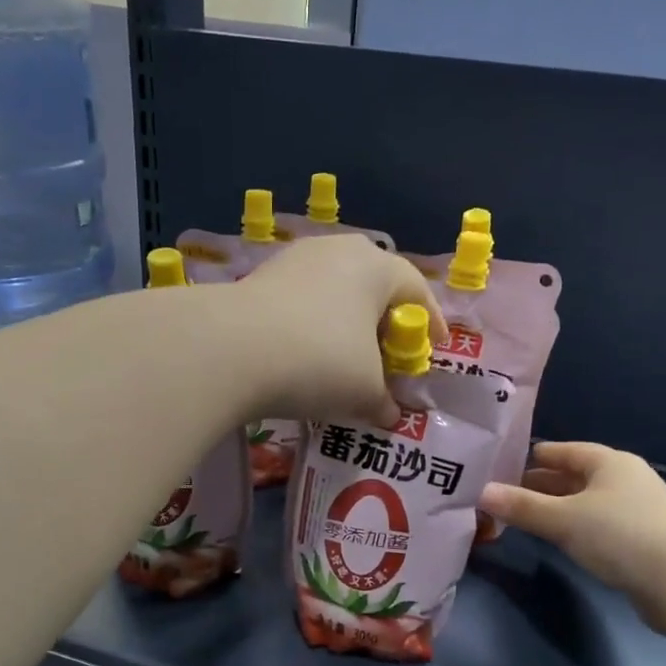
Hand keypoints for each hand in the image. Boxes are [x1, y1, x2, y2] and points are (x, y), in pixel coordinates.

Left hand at [234, 235, 445, 424]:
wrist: (230, 350)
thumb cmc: (320, 360)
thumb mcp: (364, 391)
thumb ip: (384, 401)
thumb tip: (389, 414)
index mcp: (377, 266)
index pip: (417, 290)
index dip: (431, 323)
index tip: (434, 349)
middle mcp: (338, 251)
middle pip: (374, 286)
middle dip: (385, 322)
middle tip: (388, 355)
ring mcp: (295, 260)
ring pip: (334, 292)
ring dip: (345, 324)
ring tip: (345, 358)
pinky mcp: (260, 278)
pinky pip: (302, 302)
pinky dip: (312, 326)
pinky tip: (305, 355)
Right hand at [478, 442, 665, 631]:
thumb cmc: (620, 535)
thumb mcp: (562, 519)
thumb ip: (521, 506)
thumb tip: (481, 493)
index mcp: (610, 463)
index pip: (565, 451)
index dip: (535, 457)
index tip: (505, 466)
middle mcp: (626, 480)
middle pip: (576, 477)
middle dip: (542, 485)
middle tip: (507, 495)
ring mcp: (639, 511)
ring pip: (588, 502)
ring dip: (559, 508)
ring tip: (526, 518)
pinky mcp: (645, 541)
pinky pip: (600, 525)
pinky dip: (577, 528)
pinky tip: (561, 541)